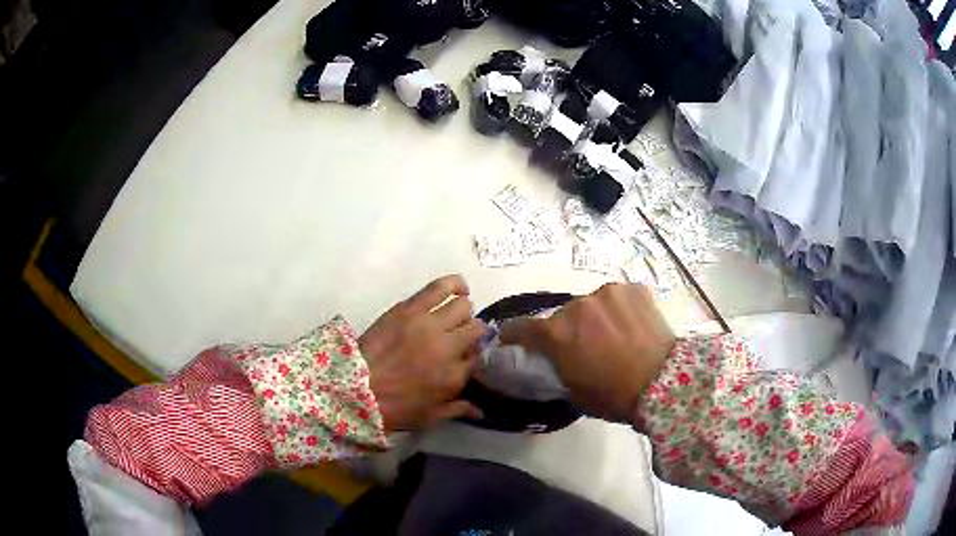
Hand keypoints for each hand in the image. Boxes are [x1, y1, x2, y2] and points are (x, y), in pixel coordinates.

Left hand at [360, 275, 484, 431]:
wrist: (355, 388)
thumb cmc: (393, 407)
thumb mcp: (429, 417)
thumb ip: (458, 410)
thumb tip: (481, 412)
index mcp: (454, 376)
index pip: (477, 357)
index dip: (471, 356)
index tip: (463, 358)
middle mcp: (449, 347)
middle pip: (475, 329)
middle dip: (471, 333)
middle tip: (457, 337)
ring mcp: (430, 324)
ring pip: (463, 307)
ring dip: (463, 313)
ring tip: (454, 316)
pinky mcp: (411, 308)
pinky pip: (441, 288)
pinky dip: (456, 284)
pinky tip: (460, 289)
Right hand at [500, 283, 675, 422]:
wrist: (663, 384)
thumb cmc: (613, 396)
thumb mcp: (573, 390)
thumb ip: (557, 366)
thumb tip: (555, 356)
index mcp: (557, 333)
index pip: (521, 327)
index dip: (514, 334)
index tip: (513, 338)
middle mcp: (577, 306)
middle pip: (563, 316)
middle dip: (568, 330)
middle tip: (584, 347)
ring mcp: (607, 293)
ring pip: (592, 304)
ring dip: (595, 317)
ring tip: (614, 335)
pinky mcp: (633, 289)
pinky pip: (618, 298)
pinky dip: (620, 310)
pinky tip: (633, 325)